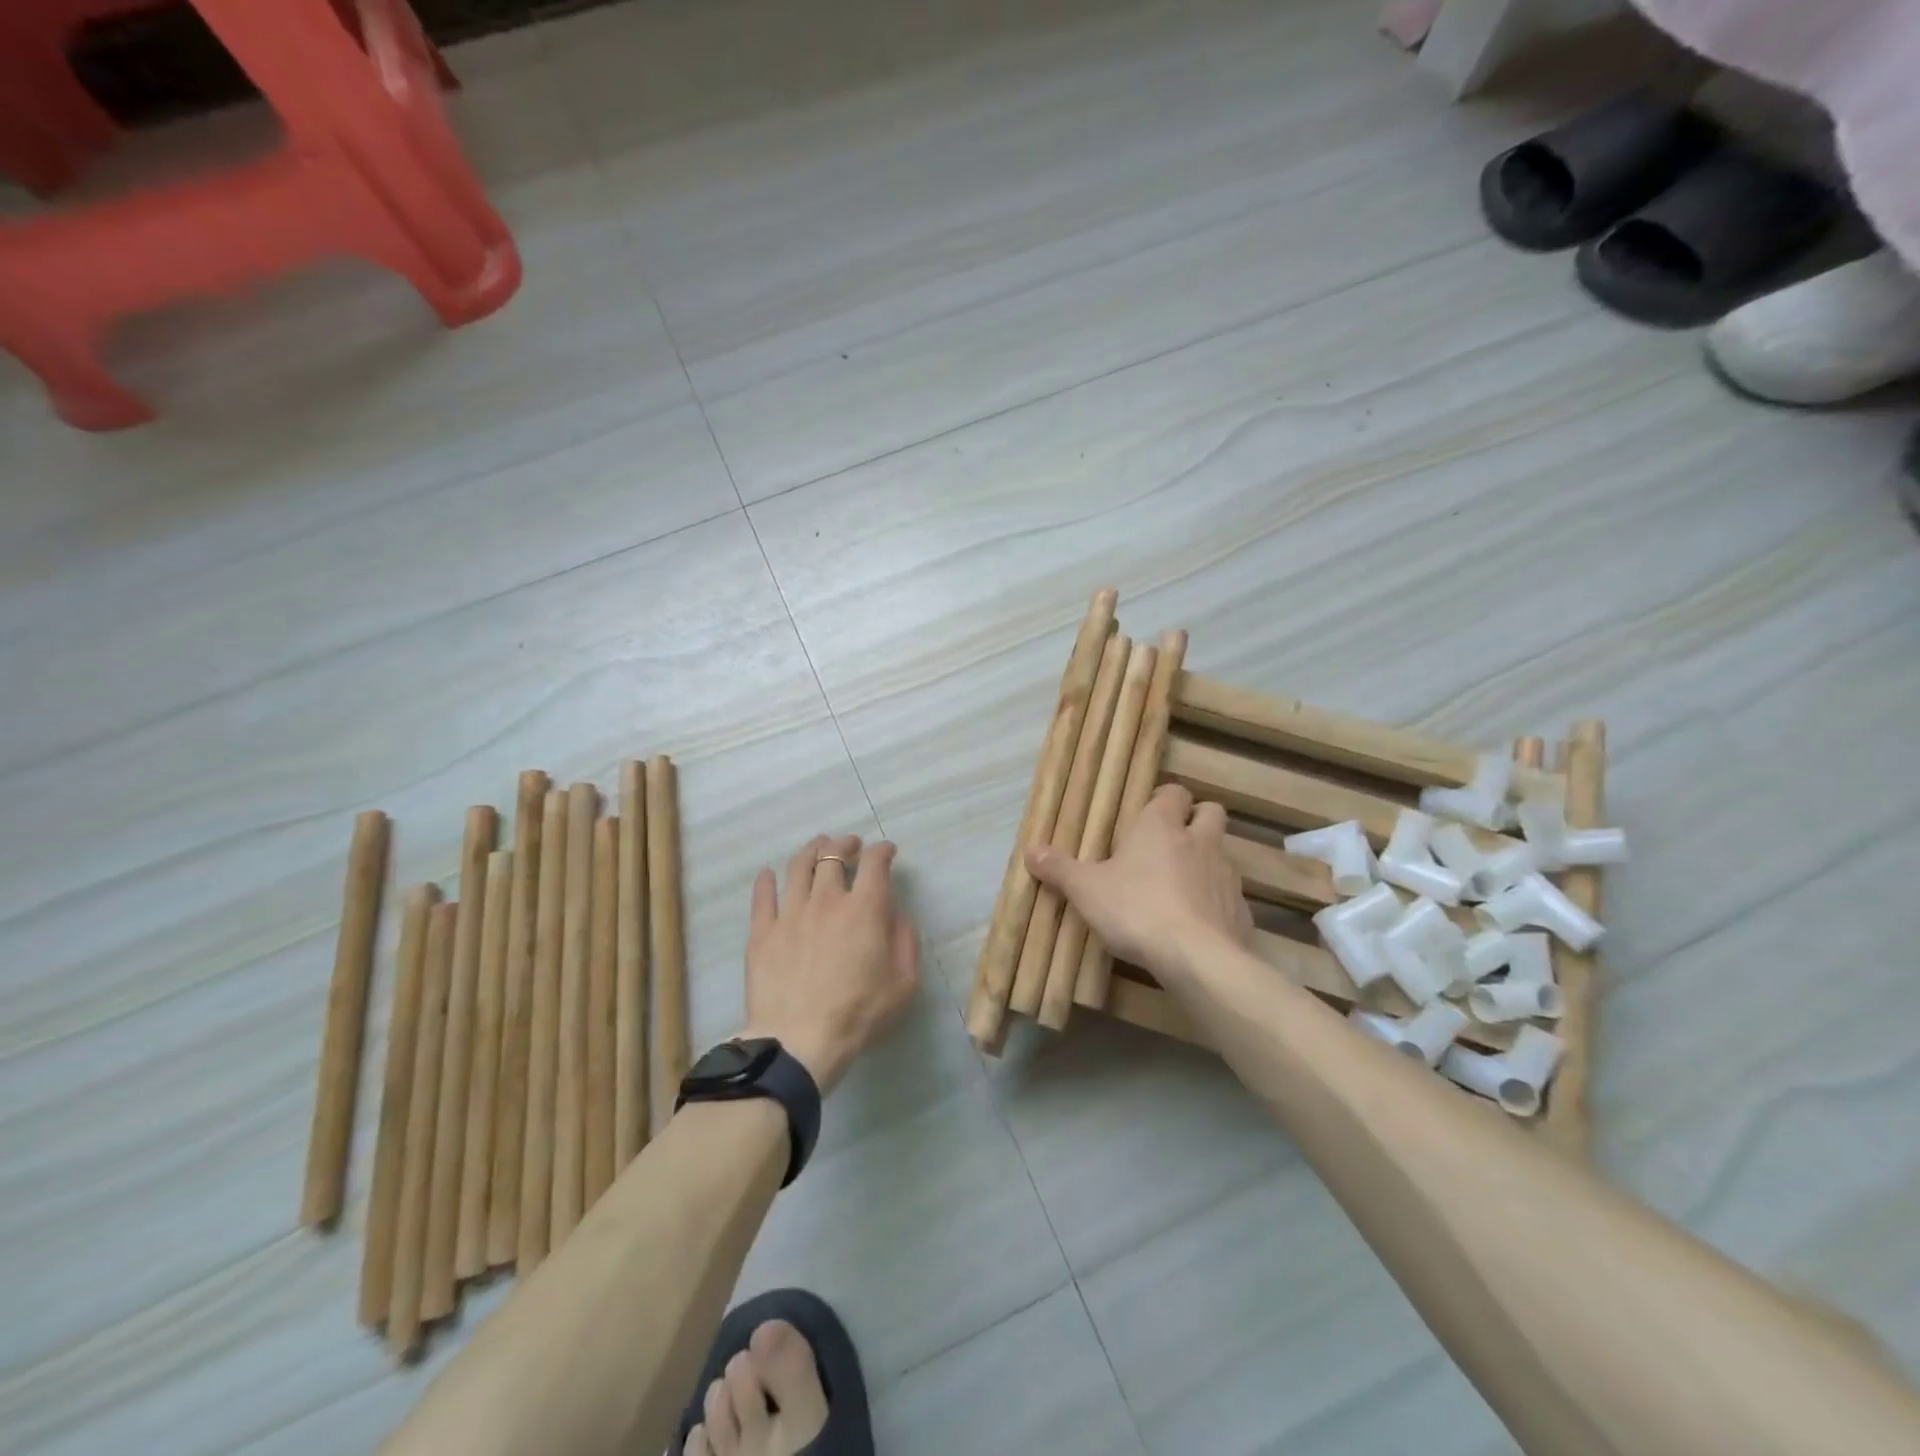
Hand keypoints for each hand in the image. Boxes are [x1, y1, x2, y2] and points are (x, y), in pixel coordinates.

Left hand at [741, 834, 919, 1093]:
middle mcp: (826, 900)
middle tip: (850, 844)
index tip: (887, 851)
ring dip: (811, 850)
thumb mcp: (903, 983)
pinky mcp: (762, 931)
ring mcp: (790, 913)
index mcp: (864, 909)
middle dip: (846, 843)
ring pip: (798, 866)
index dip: (883, 850)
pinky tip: (768, 873)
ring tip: (817, 846)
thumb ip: (906, 941)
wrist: (799, 1041)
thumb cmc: (859, 1014)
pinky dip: (767, 880)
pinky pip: (763, 896)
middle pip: (833, 855)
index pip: (875, 863)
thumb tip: (897, 914)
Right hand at [1026, 784, 1251, 980]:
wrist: (1196, 958)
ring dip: (1205, 861)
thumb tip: (1030, 851)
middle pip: (1211, 811)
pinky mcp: (1240, 910)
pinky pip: (1228, 896)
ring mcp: (1225, 875)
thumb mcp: (1086, 890)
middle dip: (1196, 818)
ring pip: (1222, 853)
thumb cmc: (1136, 909)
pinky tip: (1196, 922)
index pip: (1174, 792)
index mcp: (1161, 826)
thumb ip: (1060, 869)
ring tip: (1180, 885)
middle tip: (1172, 839)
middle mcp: (1199, 841)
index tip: (1150, 811)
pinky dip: (1215, 902)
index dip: (1164, 798)